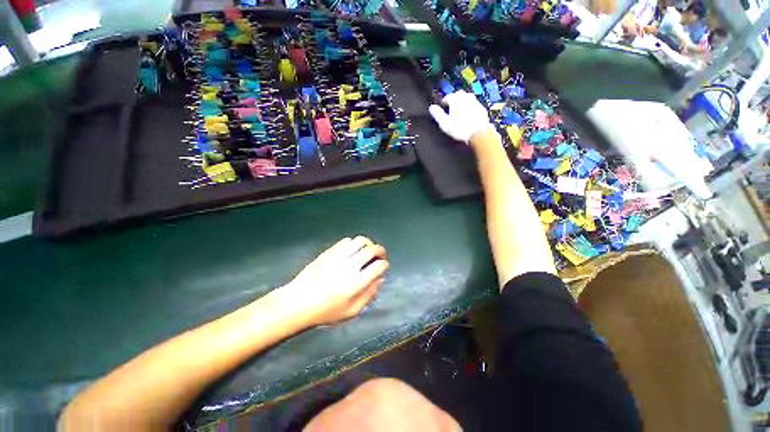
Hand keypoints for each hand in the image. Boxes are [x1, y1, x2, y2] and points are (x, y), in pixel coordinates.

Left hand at [282, 236, 388, 325]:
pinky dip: (354, 243)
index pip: (378, 266)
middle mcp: (349, 266)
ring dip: (368, 243)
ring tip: (369, 249)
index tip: (384, 266)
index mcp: (356, 283)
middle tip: (381, 255)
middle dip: (381, 250)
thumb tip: (380, 280)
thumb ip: (369, 295)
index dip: (385, 265)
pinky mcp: (329, 252)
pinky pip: (346, 241)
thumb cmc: (325, 311)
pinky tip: (353, 250)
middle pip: (372, 250)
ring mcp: (338, 256)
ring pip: (360, 241)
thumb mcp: (351, 311)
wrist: (298, 302)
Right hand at [429, 90, 494, 143]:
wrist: (478, 133)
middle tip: (450, 107)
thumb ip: (437, 114)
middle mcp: (466, 97)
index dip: (443, 102)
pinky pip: (474, 104)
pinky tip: (467, 115)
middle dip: (454, 99)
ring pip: (467, 98)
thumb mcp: (444, 123)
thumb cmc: (460, 128)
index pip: (447, 97)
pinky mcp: (481, 109)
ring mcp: (475, 102)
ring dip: (462, 102)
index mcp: (456, 99)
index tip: (442, 106)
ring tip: (458, 110)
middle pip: (458, 94)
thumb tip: (431, 108)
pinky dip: (469, 107)